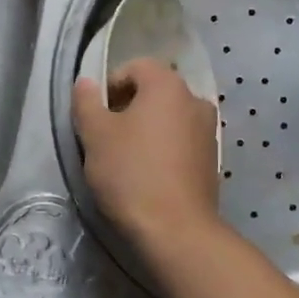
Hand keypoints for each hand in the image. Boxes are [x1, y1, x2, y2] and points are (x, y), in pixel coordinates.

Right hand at [72, 57, 220, 247]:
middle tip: (106, 137)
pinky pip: (182, 142)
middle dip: (128, 108)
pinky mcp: (212, 160)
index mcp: (168, 85)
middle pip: (154, 91)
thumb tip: (86, 83)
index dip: (110, 85)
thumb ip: (87, 102)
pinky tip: (148, 175)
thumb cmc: (131, 174)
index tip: (95, 115)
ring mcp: (209, 131)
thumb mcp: (95, 135)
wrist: (176, 230)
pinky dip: (164, 149)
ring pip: (169, 118)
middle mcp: (195, 100)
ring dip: (147, 129)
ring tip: (126, 159)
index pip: (136, 67)